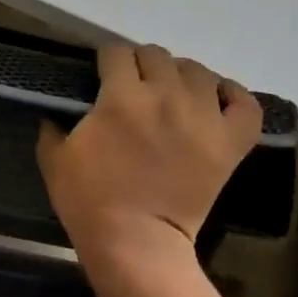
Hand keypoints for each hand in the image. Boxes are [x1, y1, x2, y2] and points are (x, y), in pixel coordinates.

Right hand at [38, 45, 266, 259]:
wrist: (136, 244)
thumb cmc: (89, 202)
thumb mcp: (55, 161)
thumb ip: (52, 128)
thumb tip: (54, 113)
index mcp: (121, 97)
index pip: (116, 52)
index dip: (107, 60)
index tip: (104, 74)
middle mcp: (166, 96)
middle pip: (156, 55)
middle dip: (141, 64)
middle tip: (135, 87)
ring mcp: (204, 118)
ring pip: (198, 71)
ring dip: (181, 76)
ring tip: (173, 94)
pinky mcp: (230, 142)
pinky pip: (244, 102)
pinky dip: (232, 95)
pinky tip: (216, 100)